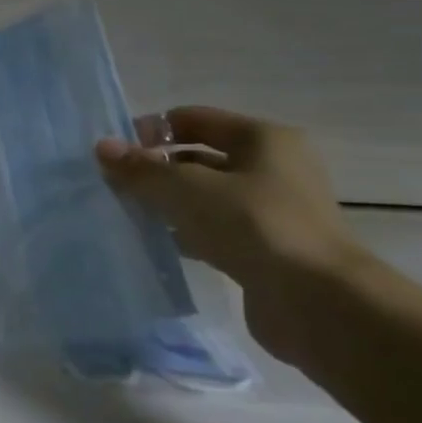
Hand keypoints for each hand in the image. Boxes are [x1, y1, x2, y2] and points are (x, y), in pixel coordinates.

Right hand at [96, 107, 371, 362]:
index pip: (194, 119)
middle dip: (156, 168)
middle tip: (116, 185)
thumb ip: (142, 168)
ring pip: (205, 196)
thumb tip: (102, 147)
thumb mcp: (187, 189)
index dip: (152, 130)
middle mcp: (273, 168)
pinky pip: (215, 229)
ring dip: (168, 202)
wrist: (319, 303)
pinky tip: (157, 242)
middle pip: (199, 157)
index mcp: (263, 139)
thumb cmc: (254, 225)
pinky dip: (186, 232)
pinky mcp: (266, 248)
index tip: (116, 153)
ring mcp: (272, 211)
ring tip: (128, 213)